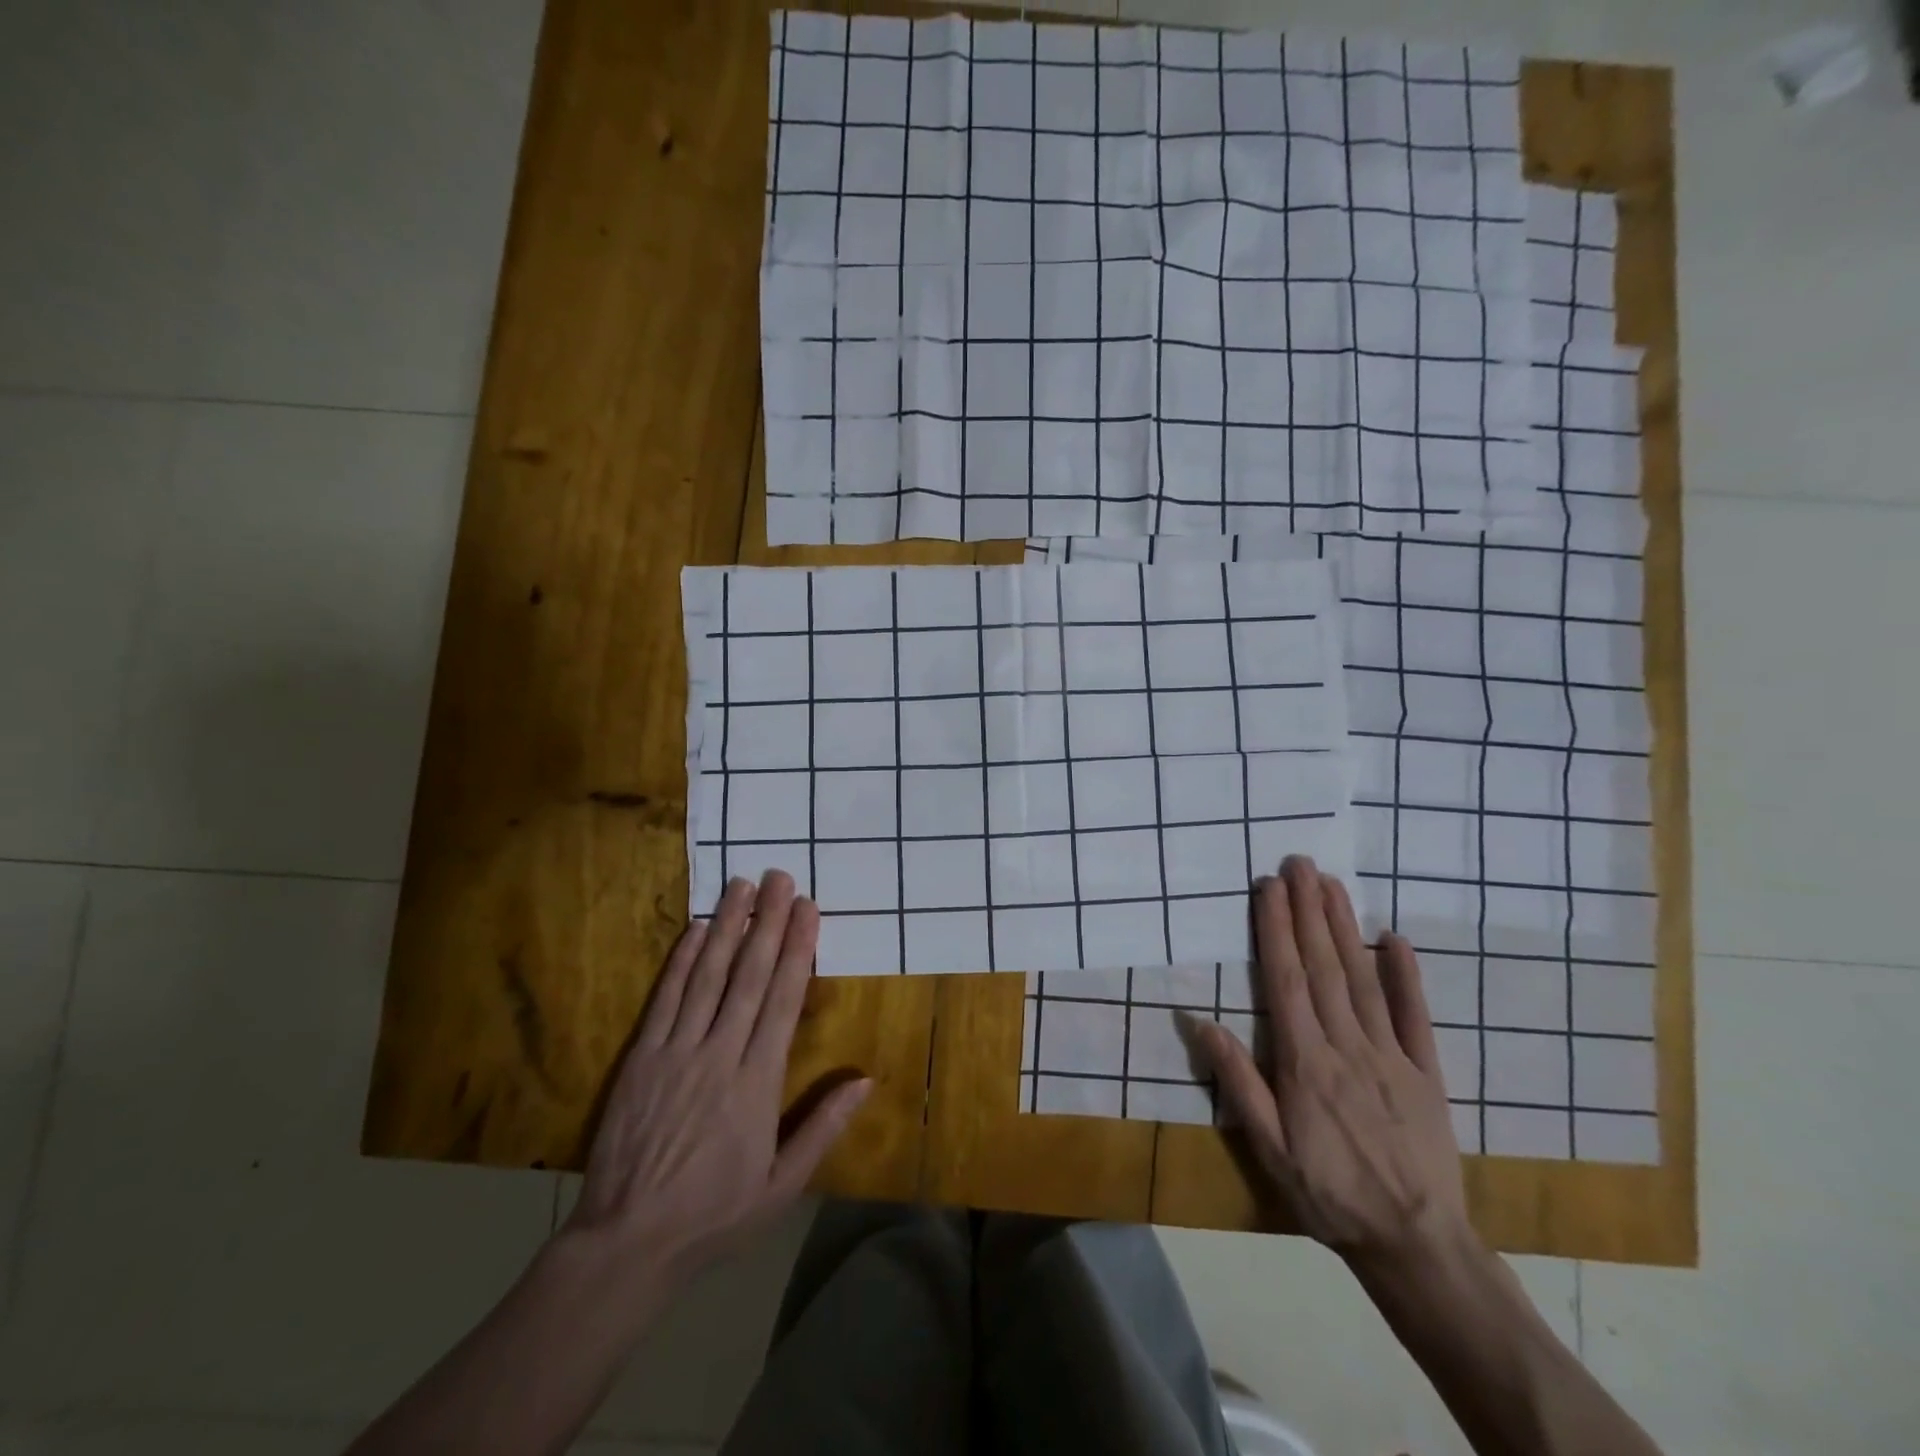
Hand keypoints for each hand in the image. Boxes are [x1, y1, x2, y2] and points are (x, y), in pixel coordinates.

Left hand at [565, 871, 870, 1280]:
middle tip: (780, 877)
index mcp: (758, 1082)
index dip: (798, 948)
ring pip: (708, 976)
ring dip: (728, 927)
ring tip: (742, 885)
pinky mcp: (641, 1058)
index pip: (784, 999)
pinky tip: (697, 930)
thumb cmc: (714, 1214)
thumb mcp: (782, 1185)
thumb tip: (866, 1080)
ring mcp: (677, 1052)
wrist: (627, 1243)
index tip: (808, 908)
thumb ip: (823, 1127)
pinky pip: (666, 1000)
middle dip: (768, 922)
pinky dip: (682, 962)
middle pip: (750, 976)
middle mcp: (720, 1054)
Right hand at [1194, 856, 1469, 1272]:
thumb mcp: (1268, 1148)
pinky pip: (1415, 1016)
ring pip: (1362, 979)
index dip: (1277, 930)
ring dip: (1345, 928)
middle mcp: (1346, 1046)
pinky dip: (1406, 976)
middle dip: (1308, 911)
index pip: (1286, 980)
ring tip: (1332, 885)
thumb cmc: (1328, 1193)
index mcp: (1305, 1062)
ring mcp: (1391, 1055)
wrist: (1415, 1243)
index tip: (1269, 888)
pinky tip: (1395, 939)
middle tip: (1300, 864)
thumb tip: (1201, 1022)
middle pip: (1323, 967)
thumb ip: (1238, 1082)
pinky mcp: (1426, 1072)